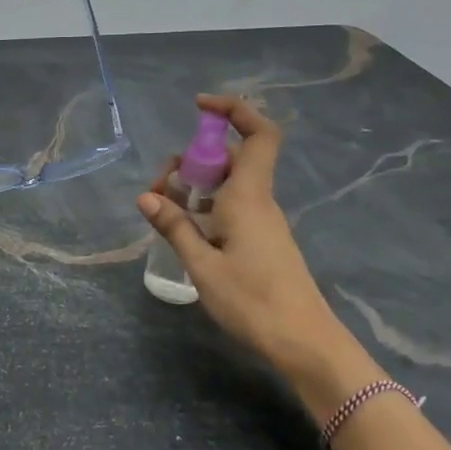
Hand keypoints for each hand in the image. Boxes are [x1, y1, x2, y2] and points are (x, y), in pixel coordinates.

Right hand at [138, 95, 375, 409]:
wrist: (303, 342)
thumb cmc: (252, 301)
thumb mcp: (202, 266)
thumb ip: (174, 228)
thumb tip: (146, 196)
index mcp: (248, 197)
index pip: (258, 135)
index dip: (234, 110)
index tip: (199, 107)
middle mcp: (258, 201)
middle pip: (232, 157)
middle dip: (194, 157)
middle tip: (161, 185)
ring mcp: (263, 221)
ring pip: (230, 183)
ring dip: (197, 184)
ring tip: (165, 209)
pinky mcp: (262, 240)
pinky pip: (232, 205)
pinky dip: (206, 205)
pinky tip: (186, 230)